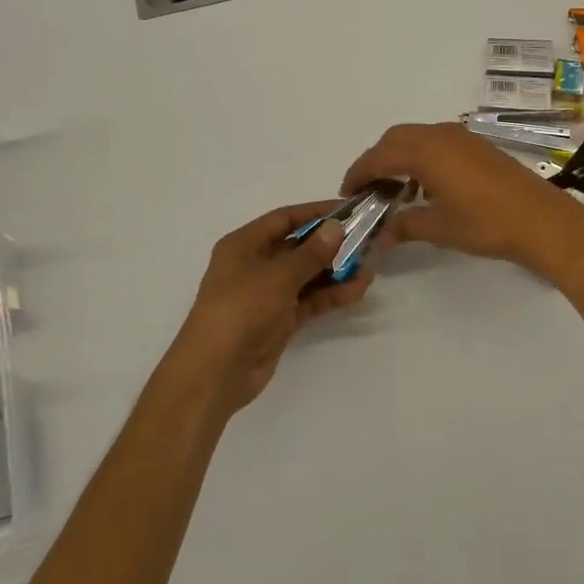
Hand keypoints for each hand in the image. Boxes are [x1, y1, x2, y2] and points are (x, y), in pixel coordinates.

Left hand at [168, 202, 373, 414]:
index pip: (284, 219)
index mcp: (244, 245)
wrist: (215, 373)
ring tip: (369, 267)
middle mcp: (255, 265)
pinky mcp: (279, 321)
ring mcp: (267, 295)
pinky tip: (357, 290)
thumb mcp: (277, 276)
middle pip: (298, 246)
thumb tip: (337, 227)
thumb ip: (311, 253)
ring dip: (335, 271)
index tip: (348, 210)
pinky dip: (330, 295)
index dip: (315, 212)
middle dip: (330, 244)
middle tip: (366, 239)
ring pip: (306, 276)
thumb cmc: (240, 310)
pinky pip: (309, 301)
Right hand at [341, 122, 583, 281]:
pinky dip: (421, 157)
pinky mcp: (477, 145)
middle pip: (395, 138)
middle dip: (377, 161)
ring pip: (417, 137)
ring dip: (400, 157)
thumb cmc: (486, 223)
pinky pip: (437, 141)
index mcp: (425, 151)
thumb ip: (404, 225)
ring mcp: (461, 137)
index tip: (348, 193)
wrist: (541, 220)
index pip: (379, 156)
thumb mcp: (439, 228)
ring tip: (396, 191)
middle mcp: (440, 135)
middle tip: (369, 190)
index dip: (359, 173)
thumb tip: (381, 235)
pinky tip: (427, 187)